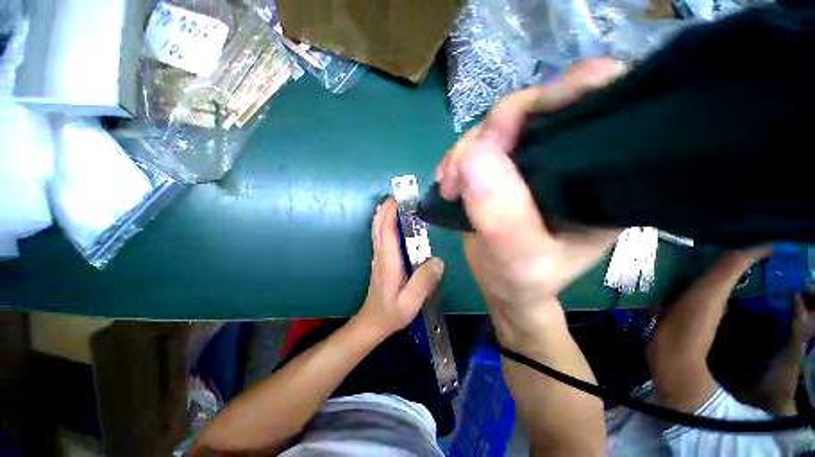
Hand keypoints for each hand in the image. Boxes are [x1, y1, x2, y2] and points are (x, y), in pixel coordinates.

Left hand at [358, 198, 443, 337]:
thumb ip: (424, 281)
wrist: (373, 322)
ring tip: (397, 204)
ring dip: (384, 214)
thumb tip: (437, 261)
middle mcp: (381, 255)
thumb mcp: (411, 302)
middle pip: (379, 226)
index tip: (398, 198)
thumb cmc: (392, 313)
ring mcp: (379, 257)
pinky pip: (381, 236)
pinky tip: (394, 222)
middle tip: (400, 196)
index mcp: (388, 261)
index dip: (390, 213)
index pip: (386, 231)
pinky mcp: (380, 260)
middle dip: (386, 208)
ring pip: (378, 230)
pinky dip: (384, 224)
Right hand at [435, 59, 624, 339]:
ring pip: (499, 125)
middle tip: (460, 170)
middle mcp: (571, 158)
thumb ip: (502, 216)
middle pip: (537, 109)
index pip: (602, 107)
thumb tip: (473, 154)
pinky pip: (479, 143)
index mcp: (598, 178)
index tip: (517, 120)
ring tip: (449, 186)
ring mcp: (534, 159)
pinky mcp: (505, 165)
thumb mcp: (518, 260)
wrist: (500, 283)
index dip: (567, 92)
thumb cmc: (521, 280)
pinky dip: (458, 157)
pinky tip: (447, 180)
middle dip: (492, 132)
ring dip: (465, 150)